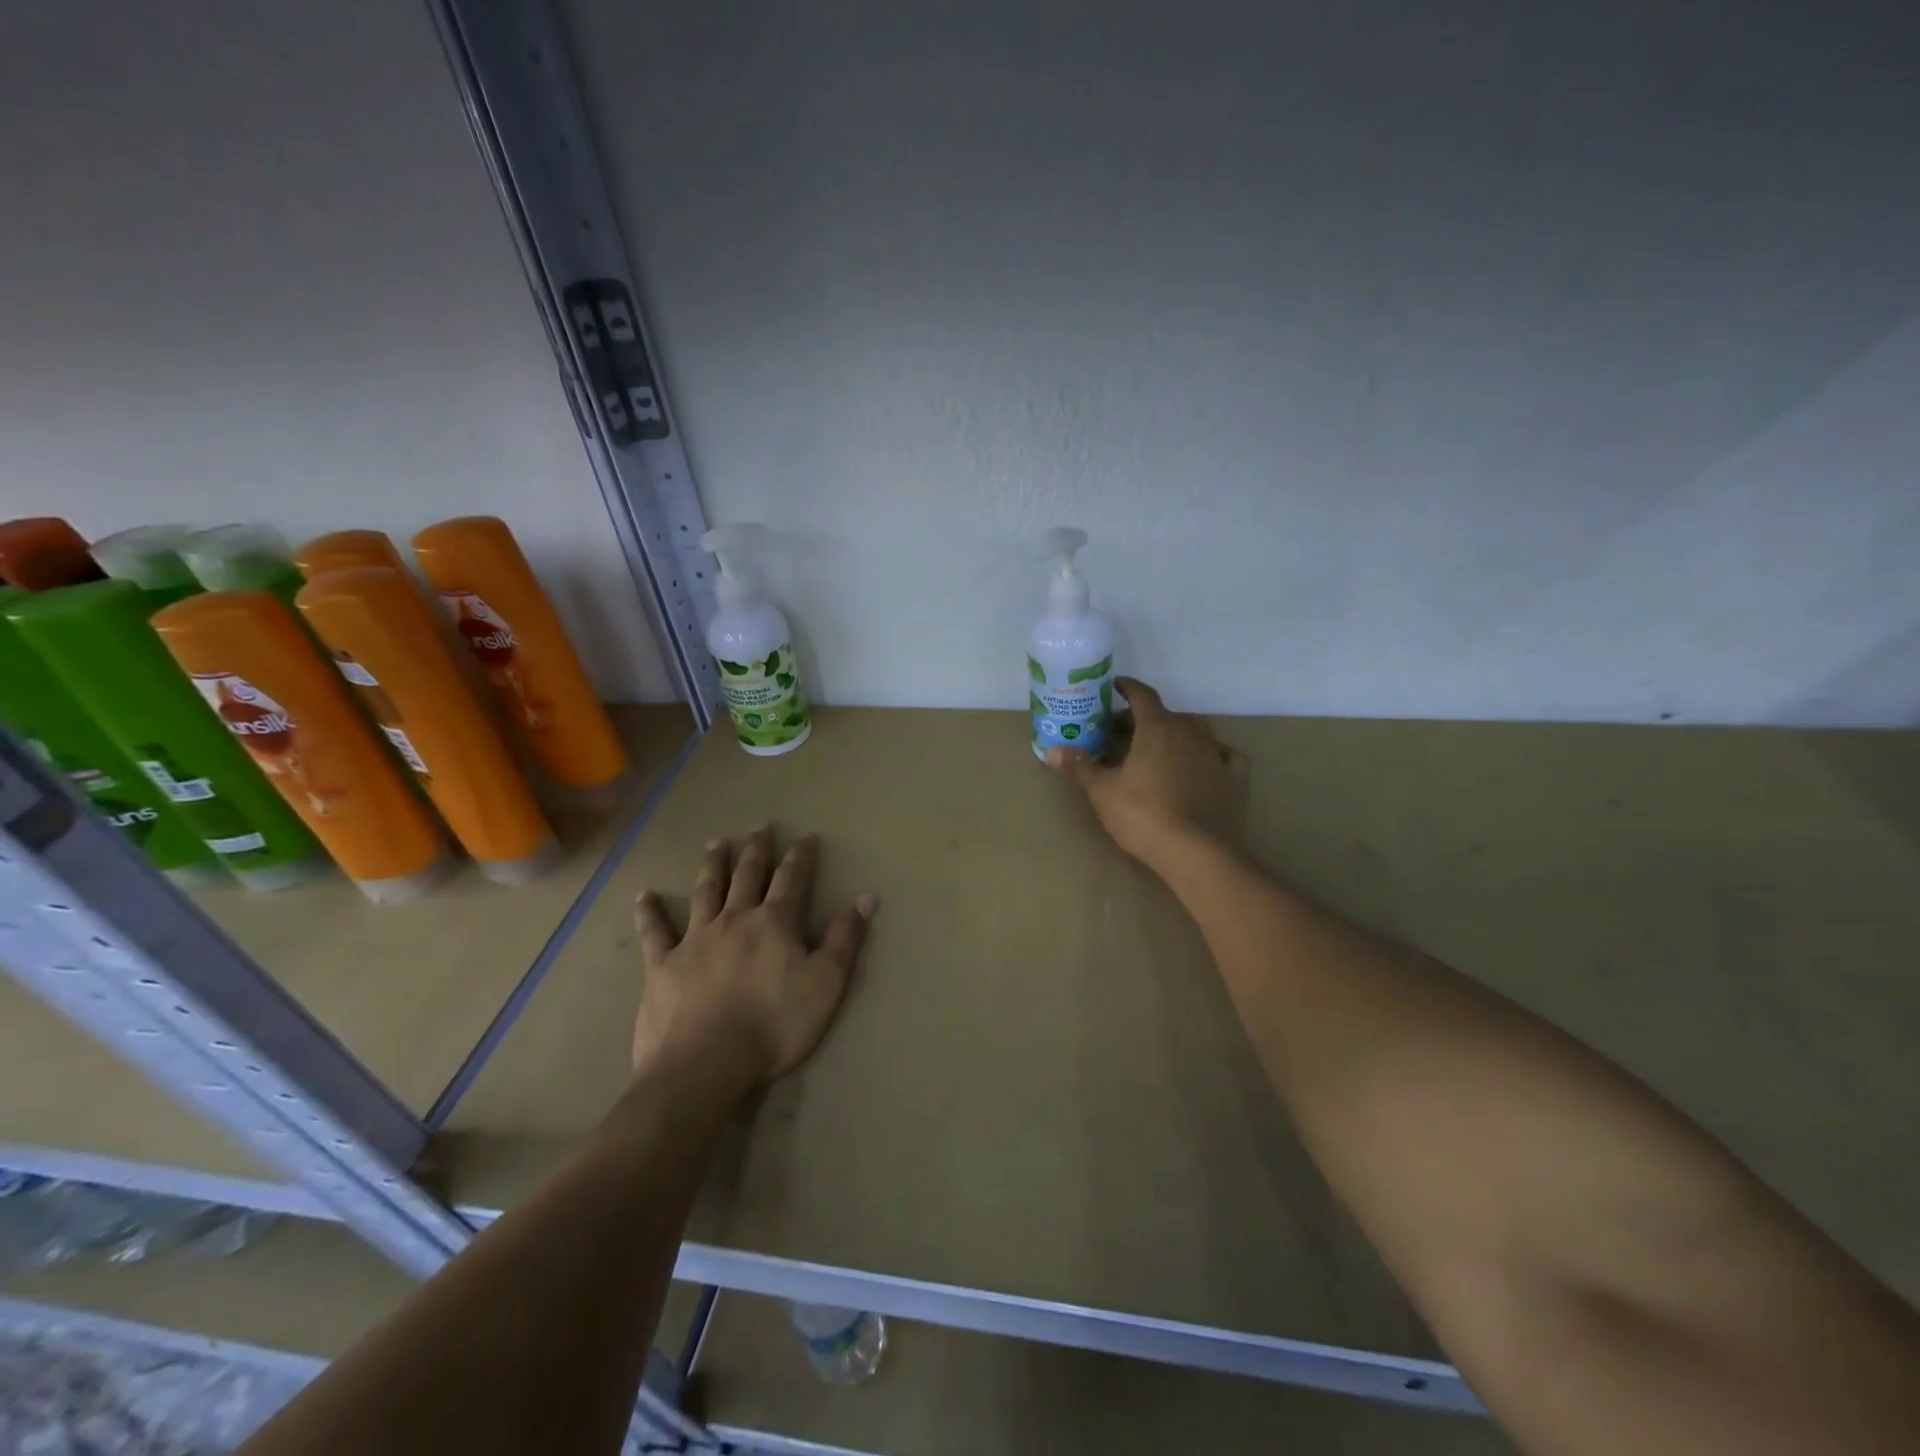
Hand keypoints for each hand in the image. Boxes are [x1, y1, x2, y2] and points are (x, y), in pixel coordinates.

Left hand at [631, 826, 875, 1091]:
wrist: (706, 1063)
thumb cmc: (774, 1025)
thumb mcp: (826, 983)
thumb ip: (844, 939)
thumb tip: (866, 897)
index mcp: (774, 923)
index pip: (792, 880)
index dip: (801, 857)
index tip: (806, 837)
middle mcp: (734, 920)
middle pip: (747, 876)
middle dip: (757, 850)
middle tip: (760, 827)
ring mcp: (695, 940)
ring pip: (705, 892)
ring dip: (713, 866)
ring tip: (716, 843)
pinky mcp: (663, 965)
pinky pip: (654, 933)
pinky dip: (649, 913)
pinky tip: (644, 895)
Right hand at [1047, 676, 1247, 870]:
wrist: (1197, 852)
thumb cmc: (1143, 815)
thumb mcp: (1102, 792)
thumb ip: (1080, 767)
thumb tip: (1053, 751)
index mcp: (1157, 728)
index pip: (1142, 695)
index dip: (1128, 688)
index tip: (1116, 687)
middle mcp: (1190, 732)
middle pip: (1166, 715)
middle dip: (1144, 719)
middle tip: (1124, 733)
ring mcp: (1216, 754)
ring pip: (1197, 731)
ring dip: (1178, 733)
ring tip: (1161, 748)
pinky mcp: (1234, 778)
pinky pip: (1224, 755)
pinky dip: (1212, 755)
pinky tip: (1206, 764)